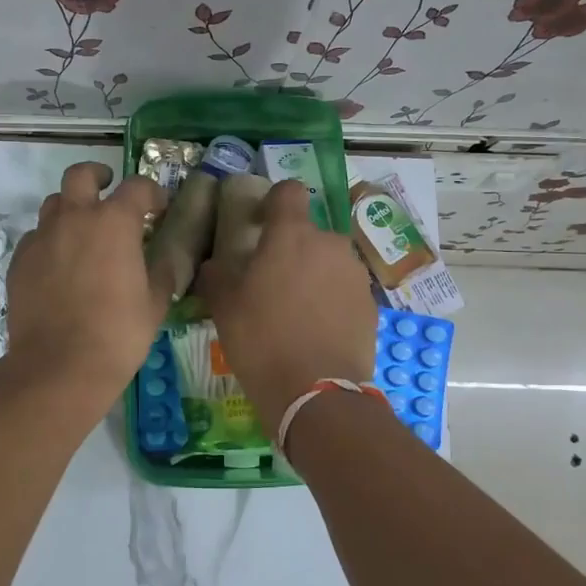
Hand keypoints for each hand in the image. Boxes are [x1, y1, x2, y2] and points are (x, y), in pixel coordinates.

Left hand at [3, 162, 176, 399]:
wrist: (59, 366)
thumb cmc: (118, 333)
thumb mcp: (155, 302)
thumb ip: (162, 270)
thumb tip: (165, 257)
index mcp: (114, 222)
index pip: (137, 187)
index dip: (151, 193)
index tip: (158, 208)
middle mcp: (74, 218)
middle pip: (81, 175)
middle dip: (97, 175)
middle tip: (108, 188)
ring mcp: (42, 238)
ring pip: (54, 204)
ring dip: (71, 209)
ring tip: (82, 231)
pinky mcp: (19, 261)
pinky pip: (36, 237)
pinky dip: (50, 241)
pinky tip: (59, 266)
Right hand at [197, 180, 378, 434]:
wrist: (316, 393)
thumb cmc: (262, 340)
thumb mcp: (223, 306)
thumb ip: (216, 274)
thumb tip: (215, 265)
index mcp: (292, 235)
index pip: (288, 192)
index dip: (273, 202)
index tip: (259, 224)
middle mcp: (330, 245)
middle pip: (308, 233)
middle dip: (292, 248)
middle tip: (271, 280)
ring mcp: (355, 275)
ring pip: (328, 262)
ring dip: (313, 274)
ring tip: (294, 310)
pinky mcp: (370, 305)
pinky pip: (344, 290)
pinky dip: (331, 300)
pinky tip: (315, 330)